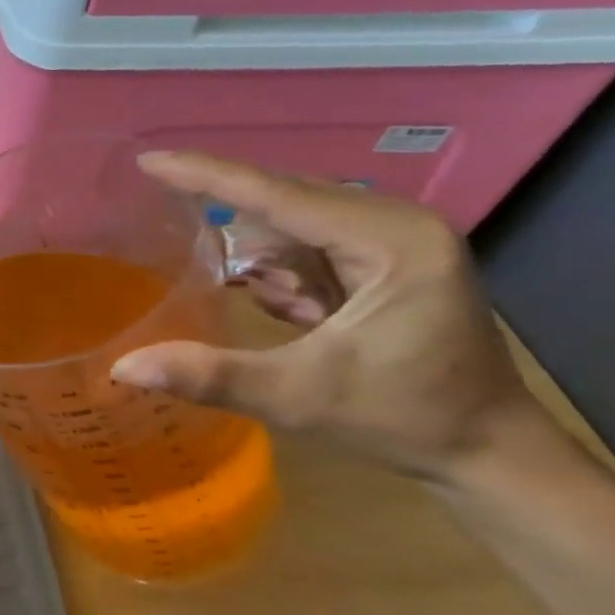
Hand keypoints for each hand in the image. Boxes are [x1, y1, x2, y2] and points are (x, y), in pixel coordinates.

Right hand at [111, 152, 544, 480]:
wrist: (490, 453)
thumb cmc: (403, 420)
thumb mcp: (300, 398)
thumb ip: (212, 376)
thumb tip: (124, 368)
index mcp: (390, 241)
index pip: (277, 194)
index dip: (206, 175)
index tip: (148, 161)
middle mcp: (398, 222)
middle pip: (285, 199)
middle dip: (233, 221)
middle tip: (173, 229)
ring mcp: (399, 236)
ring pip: (296, 221)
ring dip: (265, 256)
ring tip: (275, 307)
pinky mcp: (393, 255)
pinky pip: (314, 241)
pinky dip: (285, 269)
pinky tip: (292, 308)